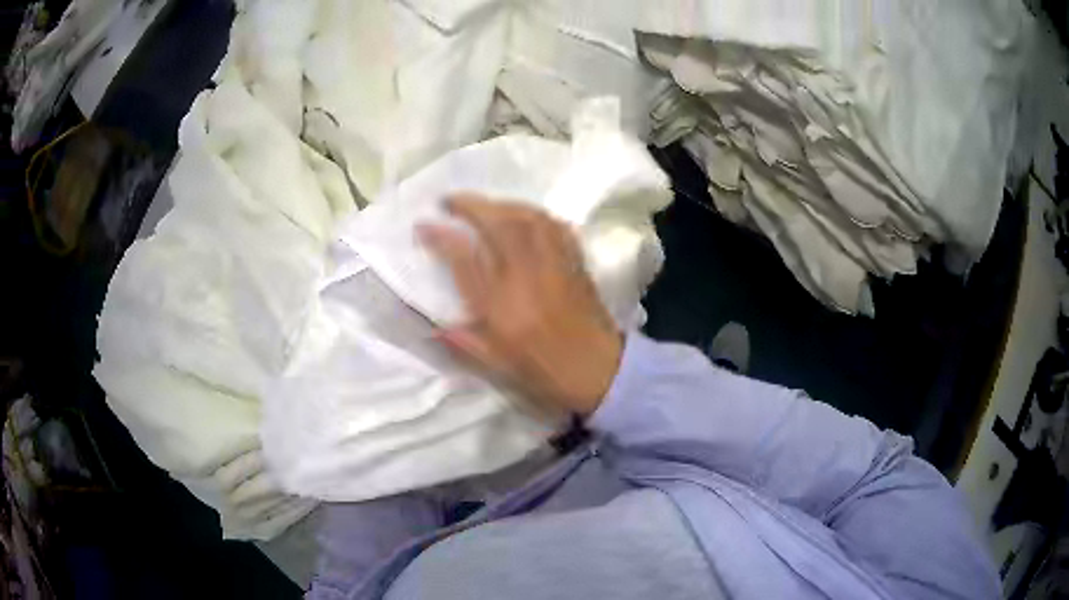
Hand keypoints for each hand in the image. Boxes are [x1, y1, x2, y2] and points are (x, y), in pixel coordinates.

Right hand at [419, 194, 622, 415]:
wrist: (599, 371)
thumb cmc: (545, 371)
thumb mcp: (496, 366)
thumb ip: (462, 342)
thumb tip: (433, 327)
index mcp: (501, 305)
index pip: (464, 258)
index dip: (440, 236)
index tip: (423, 224)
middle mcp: (525, 276)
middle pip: (498, 224)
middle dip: (470, 205)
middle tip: (449, 200)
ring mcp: (553, 265)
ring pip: (527, 218)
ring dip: (501, 204)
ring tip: (484, 205)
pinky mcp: (575, 262)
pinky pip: (554, 226)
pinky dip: (534, 214)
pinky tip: (524, 216)